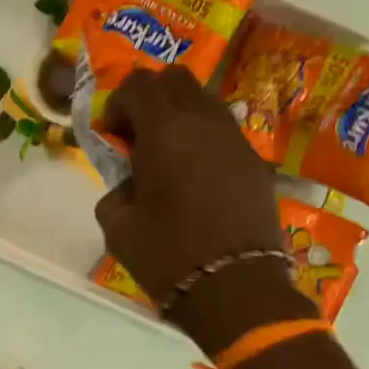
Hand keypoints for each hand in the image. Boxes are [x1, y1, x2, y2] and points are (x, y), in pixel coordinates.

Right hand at [94, 66, 311, 354]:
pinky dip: (204, 139)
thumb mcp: (117, 227)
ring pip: (205, 101)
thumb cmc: (167, 256)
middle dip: (151, 97)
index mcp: (165, 131)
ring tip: (168, 155)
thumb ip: (115, 191)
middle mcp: (204, 122)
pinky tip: (196, 177)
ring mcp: (236, 140)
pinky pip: (224, 132)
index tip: (112, 134)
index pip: (139, 84)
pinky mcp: (257, 163)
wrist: (235, 288)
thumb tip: (128, 184)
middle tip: (138, 135)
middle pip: (176, 79)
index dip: (119, 103)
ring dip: (180, 116)